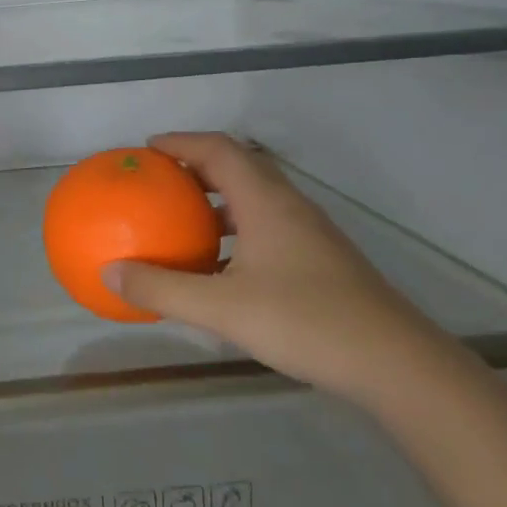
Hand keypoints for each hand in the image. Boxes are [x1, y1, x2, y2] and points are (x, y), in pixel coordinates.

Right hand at [103, 133, 451, 400]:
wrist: (395, 363)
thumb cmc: (305, 322)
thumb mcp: (222, 308)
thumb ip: (162, 289)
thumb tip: (110, 273)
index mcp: (266, 202)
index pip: (219, 150)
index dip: (182, 142)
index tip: (147, 149)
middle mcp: (289, 207)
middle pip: (239, 167)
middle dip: (197, 166)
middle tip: (159, 180)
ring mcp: (310, 233)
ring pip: (256, 197)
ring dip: (218, 198)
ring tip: (183, 218)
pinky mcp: (321, 259)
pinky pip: (268, 224)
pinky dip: (236, 229)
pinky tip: (221, 265)